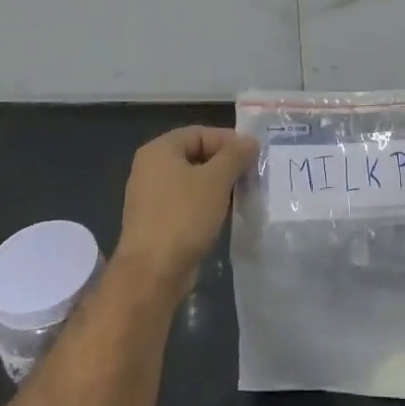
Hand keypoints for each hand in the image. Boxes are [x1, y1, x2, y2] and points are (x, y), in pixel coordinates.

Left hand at [115, 126, 257, 301]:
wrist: (153, 272)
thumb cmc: (184, 216)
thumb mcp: (216, 180)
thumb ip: (235, 155)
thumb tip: (250, 141)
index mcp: (159, 150)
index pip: (200, 133)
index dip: (229, 140)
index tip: (254, 155)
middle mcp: (150, 168)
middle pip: (196, 155)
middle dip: (225, 163)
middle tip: (252, 174)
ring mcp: (151, 196)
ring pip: (192, 180)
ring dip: (218, 184)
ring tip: (244, 193)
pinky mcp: (156, 220)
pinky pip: (186, 202)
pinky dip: (206, 203)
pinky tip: (225, 213)